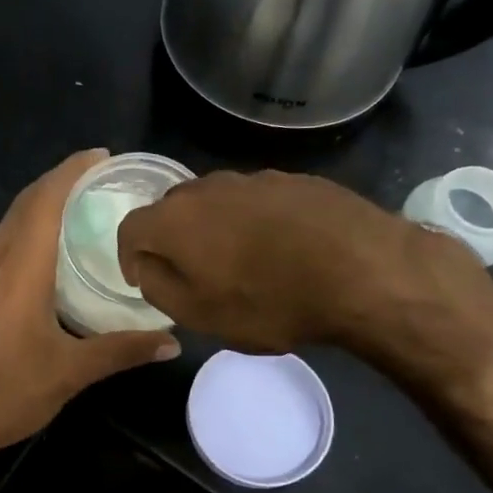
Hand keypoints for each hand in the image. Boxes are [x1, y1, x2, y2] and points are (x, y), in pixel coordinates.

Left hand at [0, 151, 180, 467]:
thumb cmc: (6, 393)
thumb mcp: (70, 372)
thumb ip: (122, 350)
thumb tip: (173, 341)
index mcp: (19, 270)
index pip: (43, 202)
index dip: (70, 172)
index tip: (100, 155)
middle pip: (24, 205)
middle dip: (58, 182)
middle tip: (99, 176)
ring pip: (8, 224)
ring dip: (39, 204)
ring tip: (78, 205)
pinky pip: (0, 245)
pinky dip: (25, 230)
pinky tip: (45, 251)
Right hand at [116, 169, 492, 380]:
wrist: (363, 270)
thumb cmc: (270, 301)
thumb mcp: (199, 314)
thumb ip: (158, 287)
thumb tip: (146, 266)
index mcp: (174, 218)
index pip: (130, 228)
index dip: (129, 256)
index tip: (144, 279)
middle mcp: (206, 187)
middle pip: (171, 209)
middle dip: (171, 239)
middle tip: (191, 273)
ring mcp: (253, 178)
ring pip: (216, 202)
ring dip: (214, 229)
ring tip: (240, 262)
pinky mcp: (293, 180)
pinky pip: (256, 201)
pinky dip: (254, 223)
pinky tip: (281, 250)